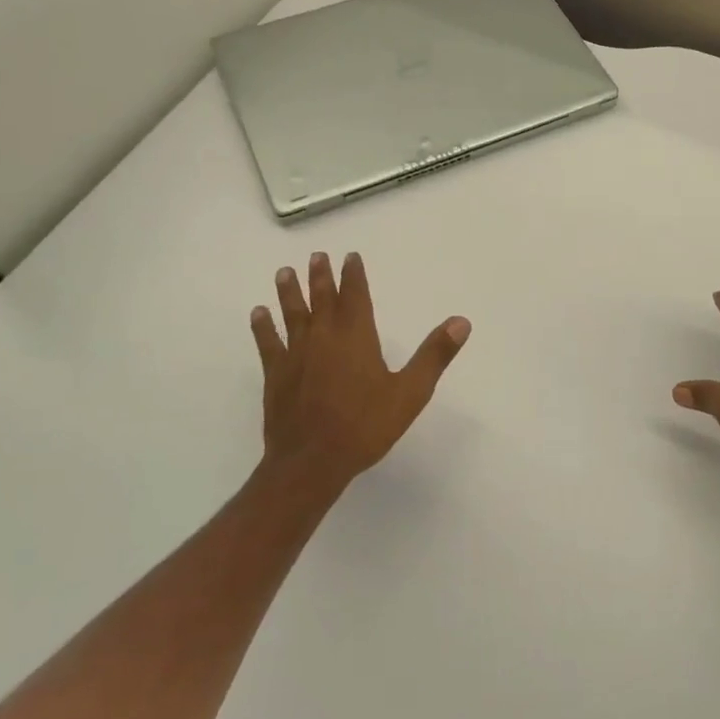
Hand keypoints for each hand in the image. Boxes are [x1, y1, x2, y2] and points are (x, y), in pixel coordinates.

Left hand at [251, 251, 470, 493]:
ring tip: (284, 272)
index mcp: (356, 337)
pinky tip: (257, 314)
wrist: (311, 462)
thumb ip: (434, 355)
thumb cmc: (365, 426)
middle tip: (317, 255)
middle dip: (321, 276)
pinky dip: (263, 327)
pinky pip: (268, 343)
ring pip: (293, 315)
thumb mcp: (410, 392)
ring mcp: (296, 355)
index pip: (355, 296)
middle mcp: (324, 337)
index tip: (350, 256)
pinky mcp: (276, 375)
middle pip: (322, 299)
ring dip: (289, 292)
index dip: (353, 275)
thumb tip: (461, 321)